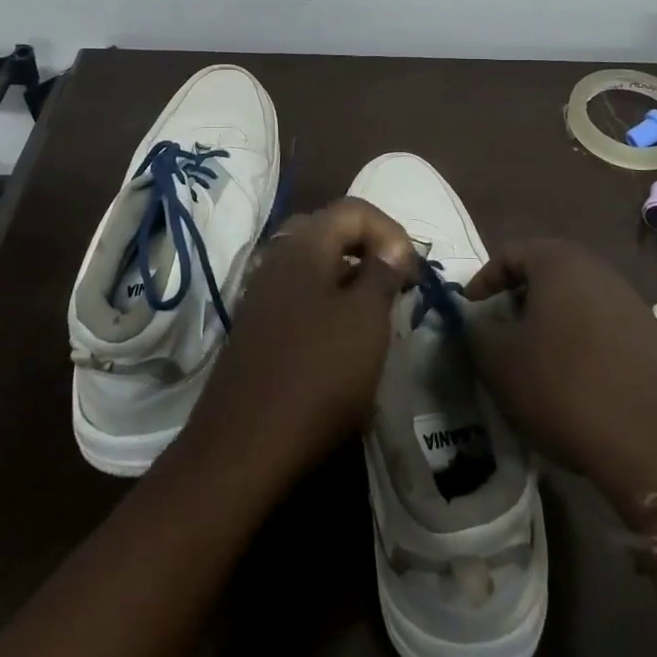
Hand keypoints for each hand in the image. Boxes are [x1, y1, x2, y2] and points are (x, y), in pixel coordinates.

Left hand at [175, 198, 412, 488]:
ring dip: (348, 275)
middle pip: (329, 230)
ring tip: (374, 310)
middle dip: (367, 247)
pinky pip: (298, 294)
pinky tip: (341, 336)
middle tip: (394, 280)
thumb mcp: (366, 320)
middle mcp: (277, 258)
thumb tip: (391, 248)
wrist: (244, 447)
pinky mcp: (256, 327)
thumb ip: (382, 274)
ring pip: (313, 264)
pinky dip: (326, 300)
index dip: (391, 229)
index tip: (412, 270)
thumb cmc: (318, 374)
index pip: (354, 209)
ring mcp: (261, 293)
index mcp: (304, 245)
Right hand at [466, 239, 656, 524]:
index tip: (470, 312)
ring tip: (534, 359)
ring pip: (575, 300)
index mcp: (560, 262)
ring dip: (549, 322)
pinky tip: (573, 379)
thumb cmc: (563, 386)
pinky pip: (602, 327)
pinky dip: (579, 342)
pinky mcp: (651, 337)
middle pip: (545, 274)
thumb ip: (476, 331)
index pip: (509, 254)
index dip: (483, 281)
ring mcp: (630, 302)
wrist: (654, 443)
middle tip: (499, 333)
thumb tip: (477, 321)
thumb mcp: (500, 361)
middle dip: (517, 300)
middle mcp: (598, 270)